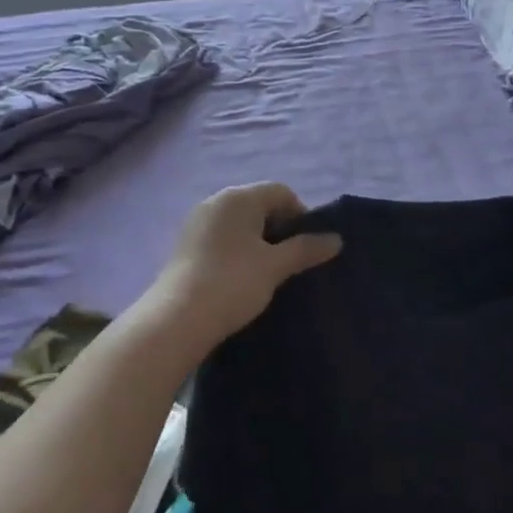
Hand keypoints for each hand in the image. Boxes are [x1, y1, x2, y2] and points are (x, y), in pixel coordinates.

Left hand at [142, 183, 341, 355]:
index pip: (281, 192)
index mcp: (239, 197)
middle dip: (279, 228)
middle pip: (259, 204)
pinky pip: (221, 237)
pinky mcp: (185, 244)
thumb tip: (336, 239)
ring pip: (239, 223)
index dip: (301, 215)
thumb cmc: (232, 283)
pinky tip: (240, 277)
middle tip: (290, 261)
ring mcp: (197, 222)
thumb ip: (306, 249)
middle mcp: (216, 201)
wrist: (176, 320)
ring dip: (258, 241)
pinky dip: (237, 250)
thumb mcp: (275, 266)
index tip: (307, 247)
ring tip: (267, 272)